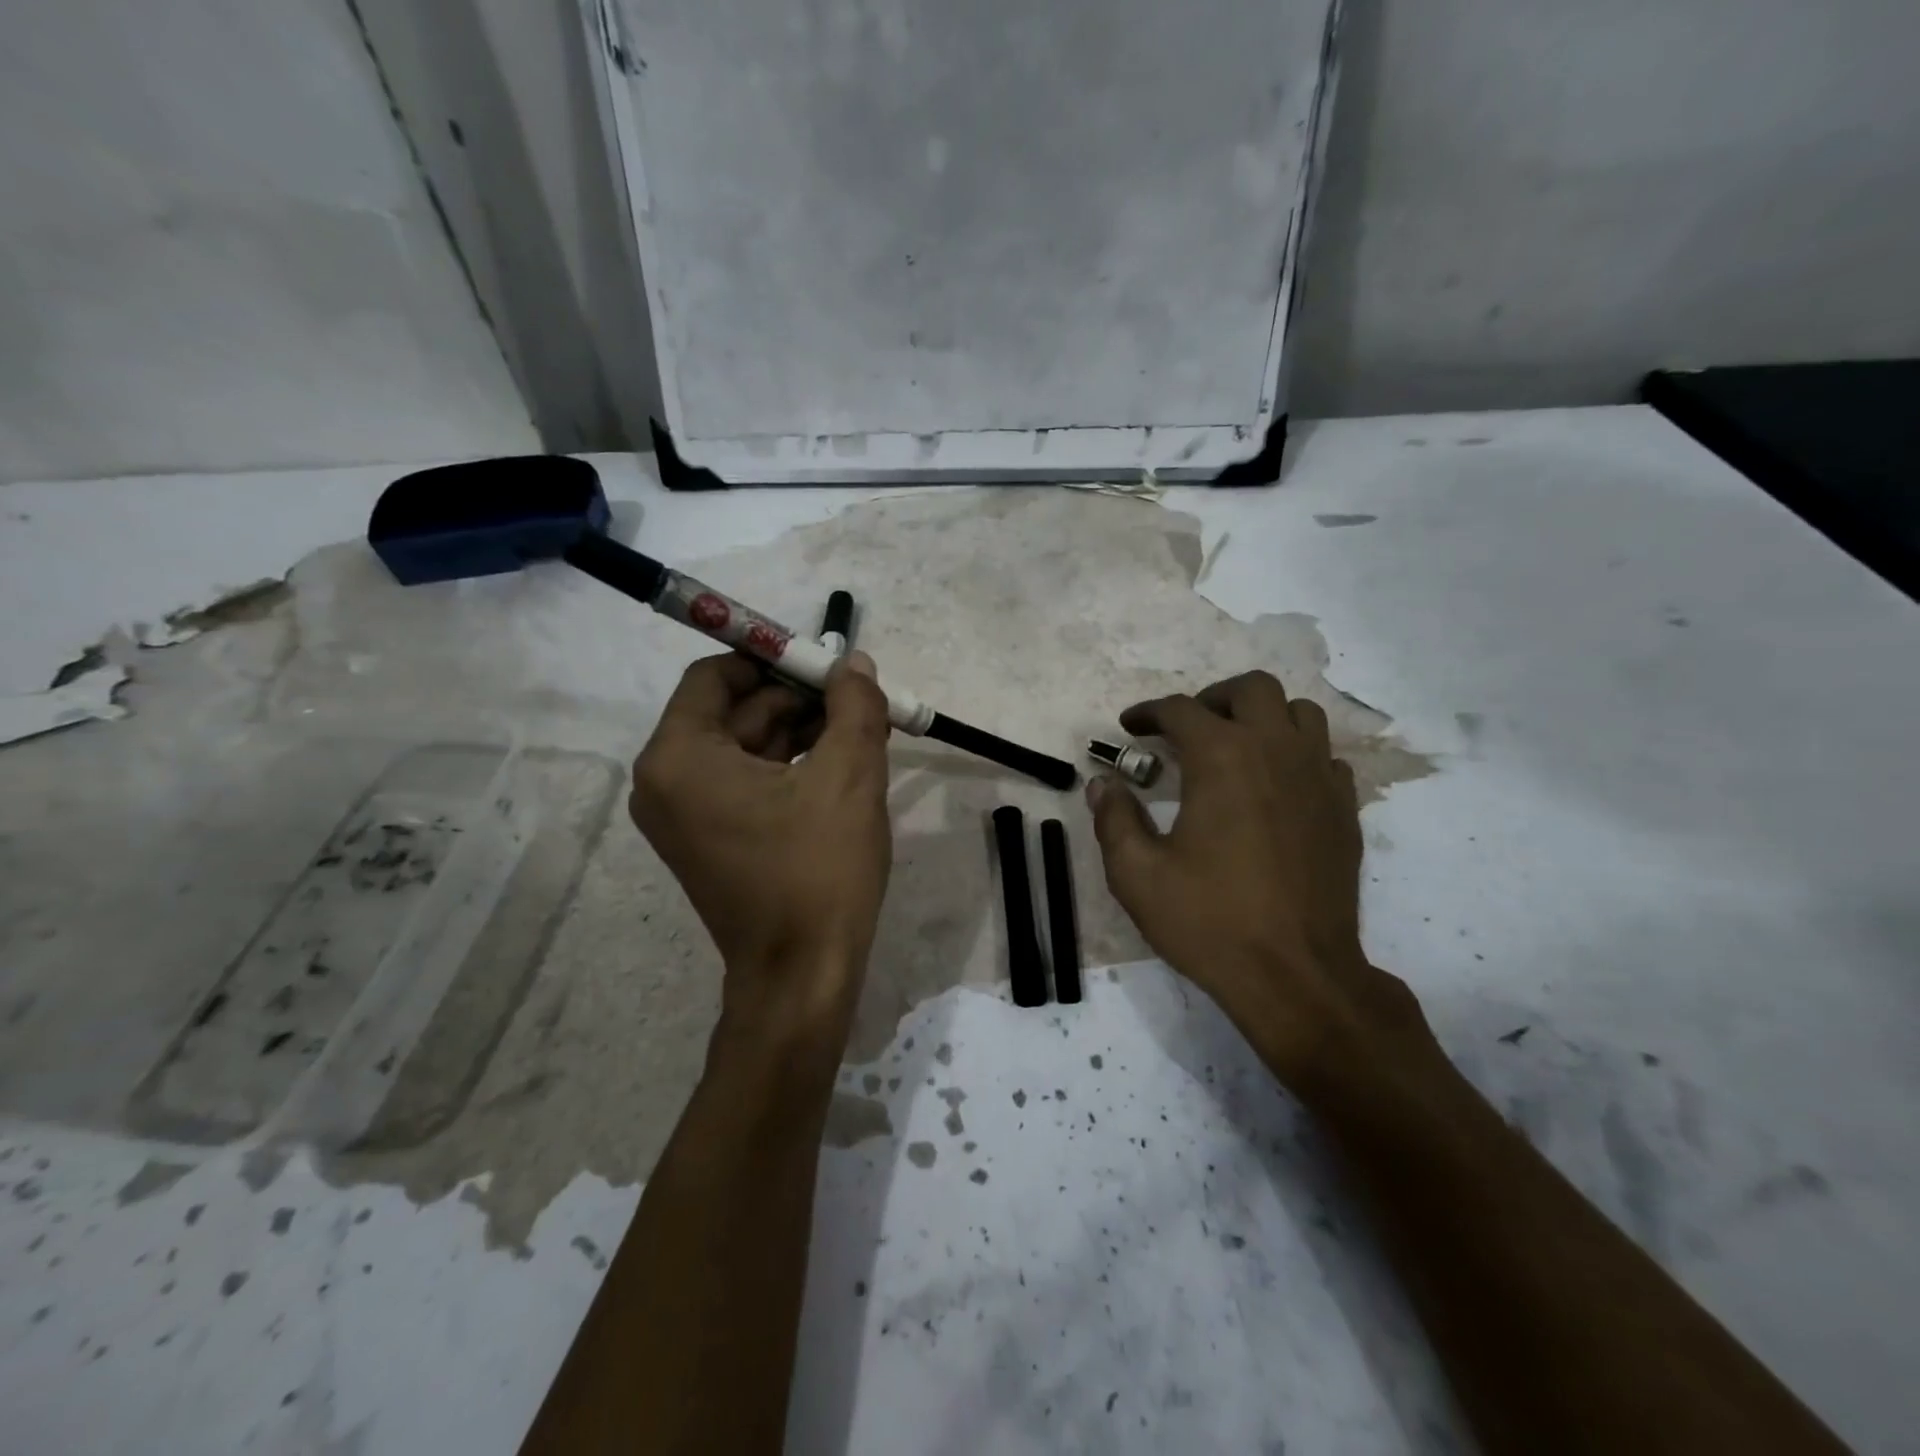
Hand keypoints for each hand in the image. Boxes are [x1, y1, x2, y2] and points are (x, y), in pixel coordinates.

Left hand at [629, 651, 892, 1045]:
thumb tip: (854, 664)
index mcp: (680, 758)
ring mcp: (686, 814)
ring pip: (747, 746)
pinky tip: (842, 760)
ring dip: (802, 730)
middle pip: (734, 710)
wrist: (802, 976)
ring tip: (863, 727)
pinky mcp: (711, 839)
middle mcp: (666, 781)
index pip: (717, 675)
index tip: (826, 662)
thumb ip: (854, 706)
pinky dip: (791, 764)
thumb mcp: (849, 775)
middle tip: (858, 696)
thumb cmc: (819, 870)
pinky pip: (748, 781)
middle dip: (798, 697)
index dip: (773, 659)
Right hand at [1087, 671, 1425, 1092]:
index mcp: (1222, 758)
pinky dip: (1296, 755)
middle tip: (1186, 729)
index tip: (1129, 727)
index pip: (1180, 710)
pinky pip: (1324, 757)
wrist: (1296, 975)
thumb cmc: (1210, 921)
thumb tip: (1102, 784)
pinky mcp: (1343, 810)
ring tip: (1235, 747)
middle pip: (1252, 689)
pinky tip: (1274, 787)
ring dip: (1263, 718)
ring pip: (1300, 713)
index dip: (1147, 713)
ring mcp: (1318, 778)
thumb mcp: (1137, 874)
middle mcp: (1276, 751)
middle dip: (1212, 698)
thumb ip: (1114, 819)